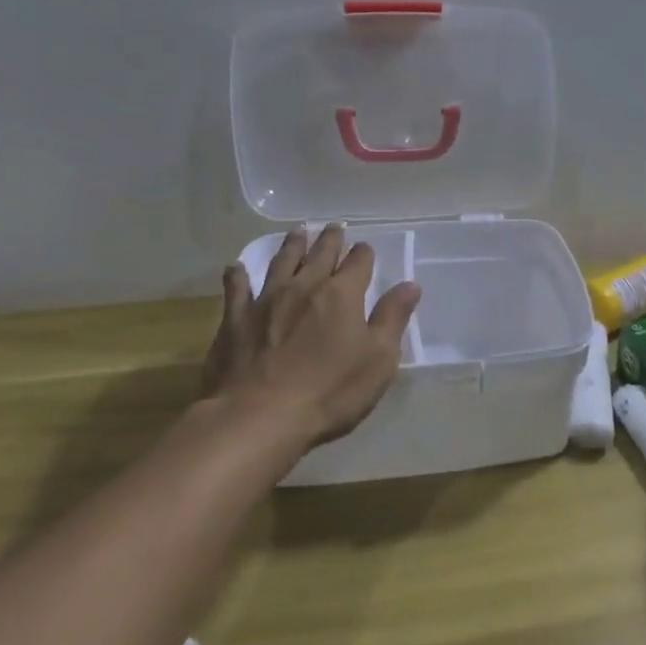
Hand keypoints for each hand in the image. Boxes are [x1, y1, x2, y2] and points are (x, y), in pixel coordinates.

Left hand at [199, 224, 420, 449]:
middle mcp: (304, 287)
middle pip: (320, 254)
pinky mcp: (235, 320)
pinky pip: (236, 289)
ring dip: (291, 246)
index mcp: (342, 294)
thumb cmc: (330, 391)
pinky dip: (237, 276)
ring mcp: (266, 300)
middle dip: (330, 239)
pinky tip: (236, 268)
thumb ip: (393, 318)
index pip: (358, 262)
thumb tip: (410, 285)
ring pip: (281, 262)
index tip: (365, 249)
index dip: (364, 254)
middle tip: (333, 227)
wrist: (259, 417)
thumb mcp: (378, 360)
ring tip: (297, 233)